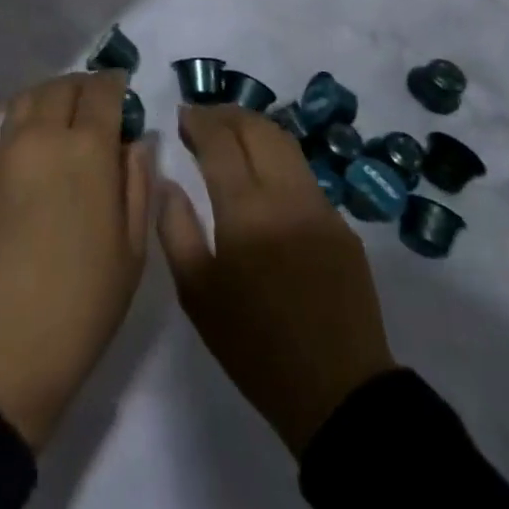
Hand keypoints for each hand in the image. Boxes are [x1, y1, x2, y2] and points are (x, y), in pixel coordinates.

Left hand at [0, 72, 152, 449]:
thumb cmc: (80, 305)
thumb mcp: (131, 251)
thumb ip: (137, 184)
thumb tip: (139, 141)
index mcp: (87, 151)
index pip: (102, 93)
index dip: (116, 83)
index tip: (125, 87)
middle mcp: (42, 136)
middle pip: (62, 86)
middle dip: (85, 86)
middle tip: (98, 102)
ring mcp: (4, 150)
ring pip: (28, 96)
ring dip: (51, 94)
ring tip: (64, 114)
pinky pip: (4, 123)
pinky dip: (24, 115)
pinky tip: (33, 139)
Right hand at [158, 104, 395, 455]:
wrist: (339, 393)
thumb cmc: (254, 346)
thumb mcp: (197, 294)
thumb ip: (175, 228)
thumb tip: (167, 181)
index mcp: (247, 212)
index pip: (220, 140)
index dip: (198, 120)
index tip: (181, 116)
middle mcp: (286, 196)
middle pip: (257, 128)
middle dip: (226, 114)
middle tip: (202, 119)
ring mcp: (320, 207)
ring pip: (285, 143)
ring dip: (254, 128)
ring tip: (230, 135)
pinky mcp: (341, 224)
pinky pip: (303, 173)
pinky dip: (276, 157)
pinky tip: (262, 175)